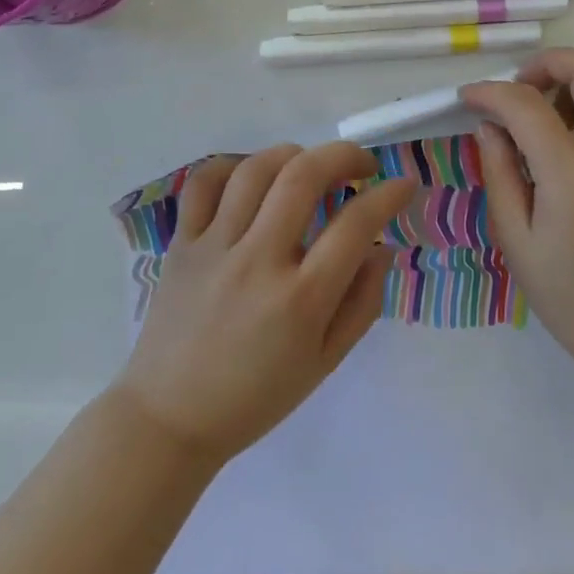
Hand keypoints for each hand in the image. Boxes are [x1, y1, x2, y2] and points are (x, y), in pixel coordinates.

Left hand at [114, 143, 414, 462]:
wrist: (169, 418)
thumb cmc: (256, 397)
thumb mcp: (324, 362)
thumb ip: (362, 302)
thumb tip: (382, 247)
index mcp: (301, 299)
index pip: (356, 224)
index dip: (389, 195)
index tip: (403, 184)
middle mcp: (258, 261)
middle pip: (304, 176)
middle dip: (344, 155)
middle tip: (361, 165)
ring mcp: (214, 247)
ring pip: (256, 169)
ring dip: (293, 154)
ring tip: (310, 166)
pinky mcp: (181, 243)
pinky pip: (204, 184)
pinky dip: (232, 166)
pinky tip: (253, 176)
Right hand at [463, 50, 573, 373]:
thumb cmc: (570, 296)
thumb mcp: (516, 239)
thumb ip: (499, 173)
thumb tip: (489, 125)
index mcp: (572, 174)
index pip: (525, 105)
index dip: (490, 93)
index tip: (469, 97)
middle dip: (548, 62)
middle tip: (521, 88)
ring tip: (553, 108)